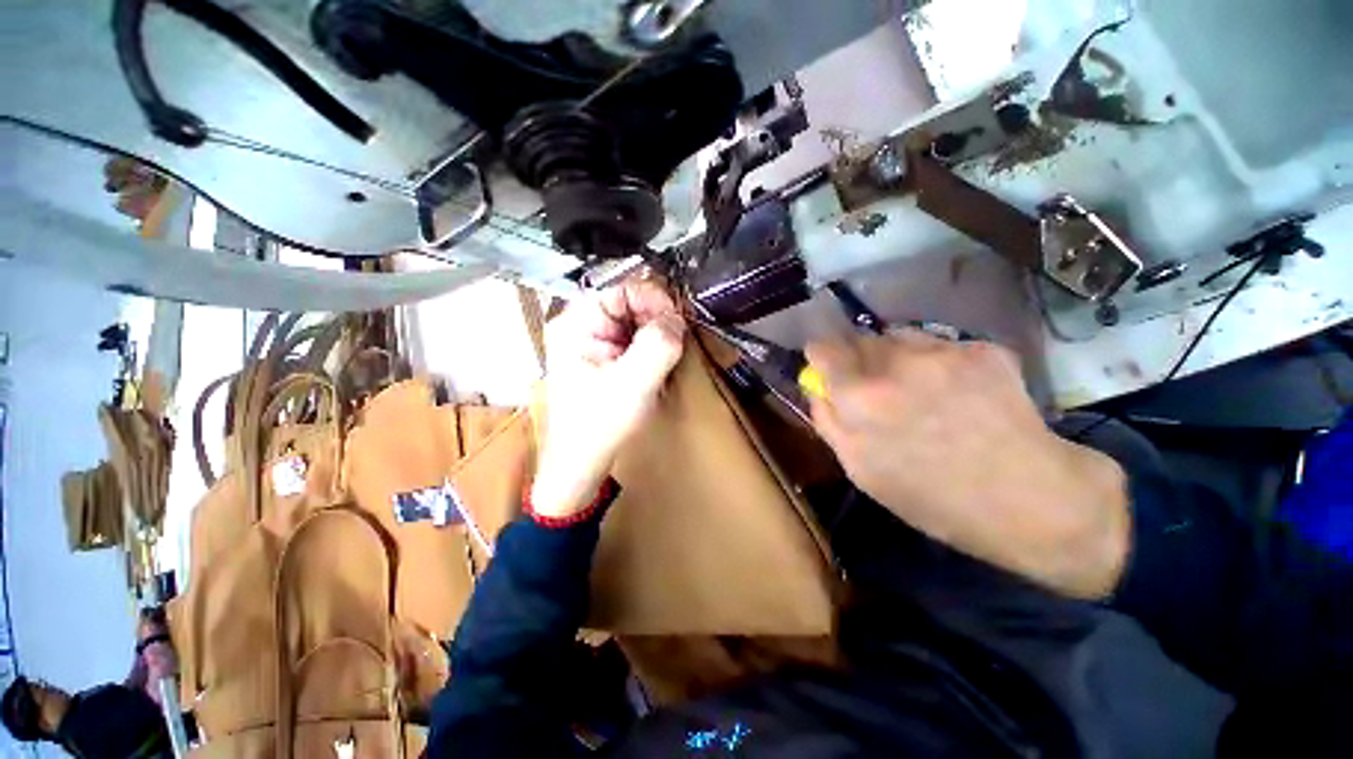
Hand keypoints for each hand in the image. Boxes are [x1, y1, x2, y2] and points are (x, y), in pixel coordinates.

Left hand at [531, 280, 685, 517]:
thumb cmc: (598, 425)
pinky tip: (658, 365)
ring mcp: (592, 343)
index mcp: (576, 323)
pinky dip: (651, 347)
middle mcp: (581, 326)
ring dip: (657, 334)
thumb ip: (657, 345)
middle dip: (657, 318)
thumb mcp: (633, 383)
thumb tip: (677, 319)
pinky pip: (633, 340)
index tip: (677, 323)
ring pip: (634, 321)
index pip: (621, 288)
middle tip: (676, 342)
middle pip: (628, 302)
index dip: (653, 299)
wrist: (580, 464)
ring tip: (669, 355)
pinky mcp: (603, 358)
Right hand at [806, 332, 1130, 598]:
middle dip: (861, 360)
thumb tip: (817, 386)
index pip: (823, 348)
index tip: (830, 368)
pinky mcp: (982, 349)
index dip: (823, 357)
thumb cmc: (932, 497)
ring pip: (900, 337)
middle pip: (860, 339)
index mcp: (860, 396)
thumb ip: (829, 421)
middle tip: (880, 388)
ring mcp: (943, 352)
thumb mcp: (860, 470)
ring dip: (898, 357)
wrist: (1029, 499)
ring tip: (920, 389)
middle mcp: (896, 363)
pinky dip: (939, 363)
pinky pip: (941, 345)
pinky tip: (959, 393)